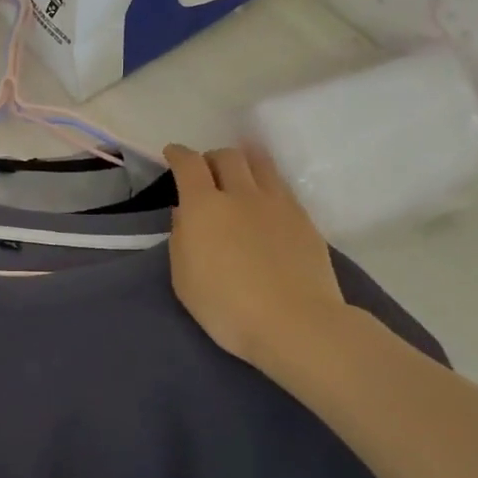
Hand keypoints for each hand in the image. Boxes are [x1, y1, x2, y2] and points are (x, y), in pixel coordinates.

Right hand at [163, 143, 350, 383]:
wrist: (295, 323)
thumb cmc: (227, 307)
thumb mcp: (184, 279)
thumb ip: (181, 239)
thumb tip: (186, 215)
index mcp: (204, 206)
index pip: (189, 164)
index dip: (178, 154)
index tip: (172, 154)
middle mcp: (241, 194)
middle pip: (227, 156)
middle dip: (211, 158)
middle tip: (206, 171)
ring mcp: (277, 204)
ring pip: (260, 164)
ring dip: (244, 163)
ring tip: (240, 175)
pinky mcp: (304, 219)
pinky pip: (281, 187)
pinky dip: (267, 184)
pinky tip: (265, 202)